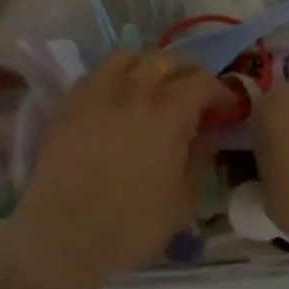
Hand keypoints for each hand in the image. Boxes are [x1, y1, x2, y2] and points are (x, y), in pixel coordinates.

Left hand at [5, 50, 223, 288]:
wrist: (62, 233)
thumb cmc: (131, 224)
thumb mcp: (183, 201)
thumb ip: (201, 158)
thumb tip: (210, 132)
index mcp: (168, 112)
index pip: (202, 81)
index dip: (220, 91)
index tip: (226, 107)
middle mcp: (134, 90)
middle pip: (167, 59)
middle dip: (188, 71)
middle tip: (194, 93)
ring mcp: (98, 92)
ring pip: (128, 55)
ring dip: (147, 65)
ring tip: (151, 86)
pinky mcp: (70, 102)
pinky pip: (96, 73)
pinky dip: (113, 77)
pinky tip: (115, 98)